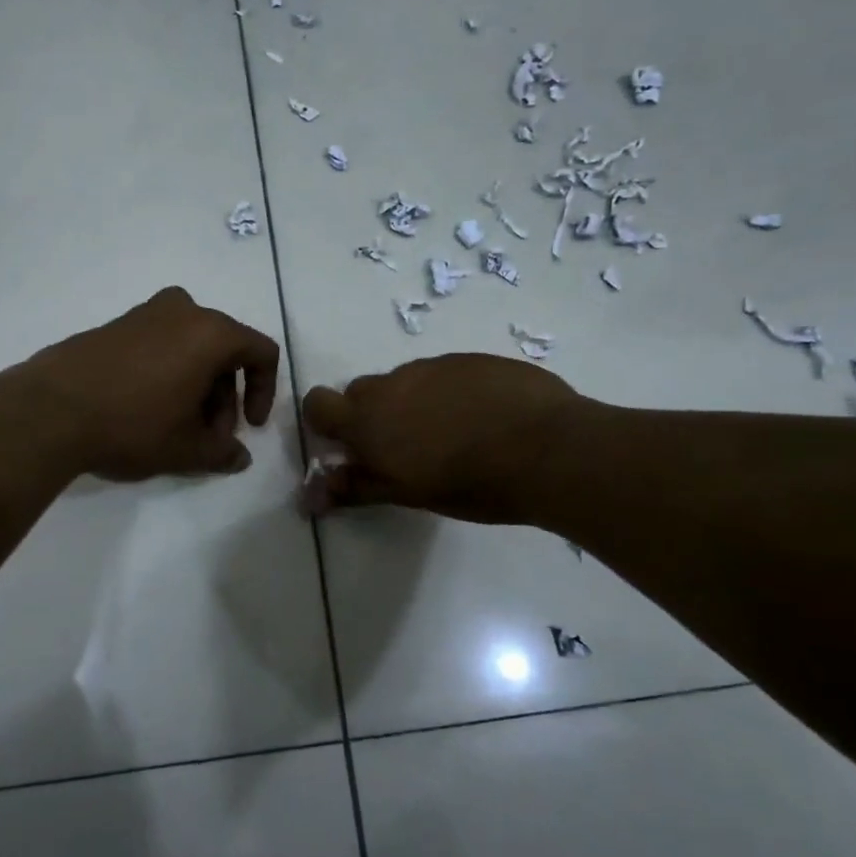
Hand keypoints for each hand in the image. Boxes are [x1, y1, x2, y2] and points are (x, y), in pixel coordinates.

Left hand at [19, 287, 280, 480]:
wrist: (49, 409)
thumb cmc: (132, 424)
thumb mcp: (185, 449)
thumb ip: (222, 452)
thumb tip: (240, 457)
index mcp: (210, 332)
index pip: (260, 352)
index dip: (264, 391)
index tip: (249, 427)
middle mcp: (182, 311)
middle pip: (224, 351)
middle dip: (224, 397)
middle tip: (208, 437)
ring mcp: (144, 313)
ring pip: (190, 348)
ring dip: (197, 386)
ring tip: (177, 428)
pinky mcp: (114, 325)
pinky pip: (159, 344)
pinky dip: (168, 372)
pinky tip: (147, 409)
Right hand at [302, 355, 587, 523]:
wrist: (549, 448)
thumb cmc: (471, 483)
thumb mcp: (407, 494)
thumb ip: (356, 488)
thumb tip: (307, 498)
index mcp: (368, 420)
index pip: (317, 404)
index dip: (325, 422)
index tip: (348, 445)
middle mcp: (392, 384)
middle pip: (361, 392)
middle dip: (371, 416)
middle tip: (404, 449)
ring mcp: (433, 366)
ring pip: (405, 382)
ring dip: (412, 403)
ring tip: (452, 435)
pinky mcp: (470, 359)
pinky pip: (443, 373)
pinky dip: (449, 393)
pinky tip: (482, 417)